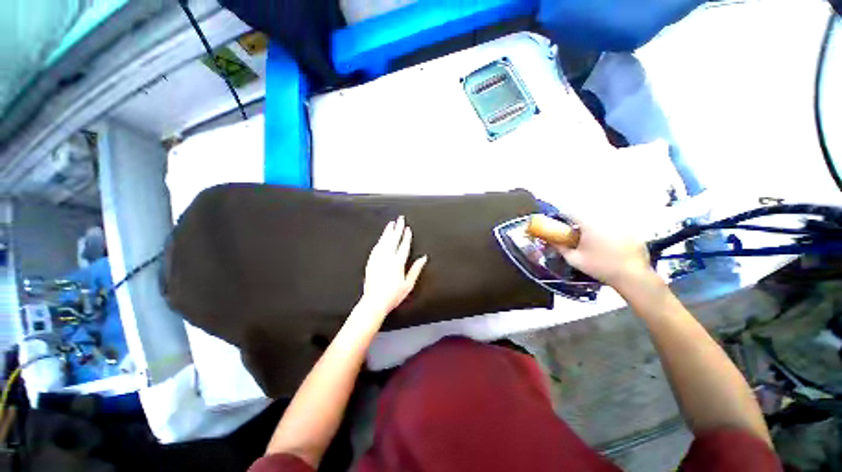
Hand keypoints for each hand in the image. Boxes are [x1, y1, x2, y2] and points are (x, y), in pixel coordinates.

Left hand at [360, 216, 427, 316]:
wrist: (374, 303)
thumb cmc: (393, 295)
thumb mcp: (408, 284)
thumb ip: (416, 269)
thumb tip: (423, 258)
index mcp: (397, 263)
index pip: (403, 246)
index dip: (406, 236)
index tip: (407, 228)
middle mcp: (387, 259)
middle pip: (393, 240)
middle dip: (397, 228)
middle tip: (400, 219)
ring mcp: (377, 259)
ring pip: (384, 241)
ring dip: (388, 232)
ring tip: (391, 223)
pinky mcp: (371, 262)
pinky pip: (376, 248)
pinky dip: (380, 241)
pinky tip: (382, 237)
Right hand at [550, 219, 655, 290]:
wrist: (632, 276)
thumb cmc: (600, 267)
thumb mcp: (575, 260)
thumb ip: (561, 248)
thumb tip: (552, 241)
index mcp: (590, 224)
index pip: (572, 213)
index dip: (563, 216)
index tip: (559, 223)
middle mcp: (605, 220)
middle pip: (587, 215)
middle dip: (579, 222)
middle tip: (575, 234)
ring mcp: (621, 224)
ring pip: (602, 221)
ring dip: (594, 227)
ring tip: (592, 240)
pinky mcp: (632, 231)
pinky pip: (615, 227)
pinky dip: (608, 233)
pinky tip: (609, 246)